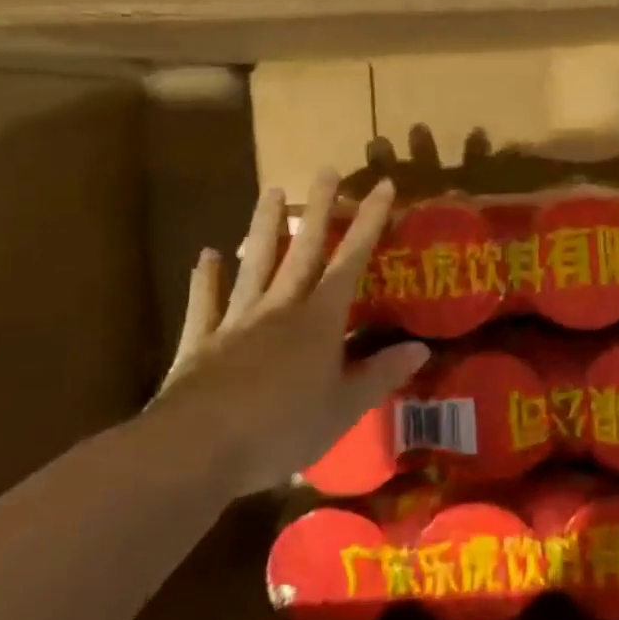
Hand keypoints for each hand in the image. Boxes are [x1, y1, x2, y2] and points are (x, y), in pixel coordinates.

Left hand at [153, 172, 428, 495]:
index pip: (351, 261)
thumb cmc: (281, 429)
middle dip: (318, 209)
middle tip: (326, 171)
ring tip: (271, 191)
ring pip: (255, 263)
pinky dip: (206, 278)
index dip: (369, 223)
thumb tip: (421, 348)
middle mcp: (280, 308)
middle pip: (303, 250)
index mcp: (318, 321)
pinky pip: (205, 302)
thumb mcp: (343, 409)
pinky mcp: (201, 341)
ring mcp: (237, 320)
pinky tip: (207, 255)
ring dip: (264, 227)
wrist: (197, 448)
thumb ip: (380, 375)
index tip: (382, 186)